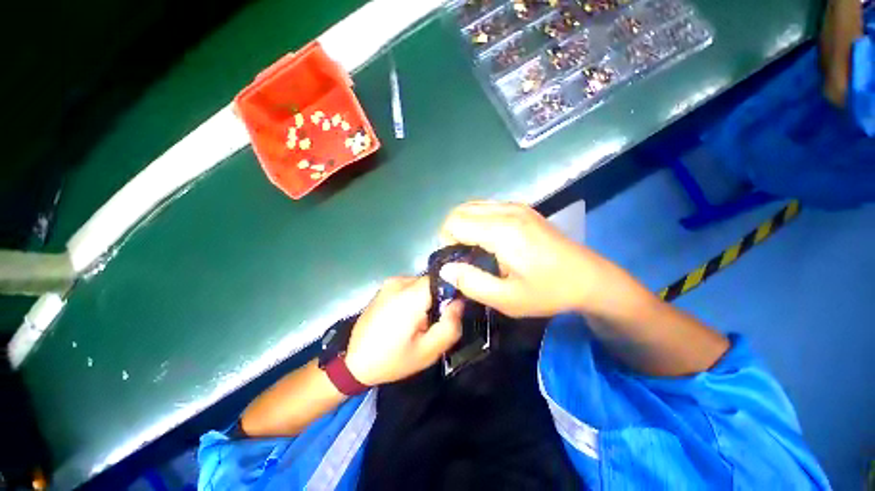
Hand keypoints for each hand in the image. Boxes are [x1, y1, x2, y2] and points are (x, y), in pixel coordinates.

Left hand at [344, 276, 462, 385]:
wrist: (354, 363)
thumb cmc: (393, 360)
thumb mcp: (428, 351)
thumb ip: (450, 325)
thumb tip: (459, 302)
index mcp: (410, 296)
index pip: (442, 278)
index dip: (451, 291)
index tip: (451, 309)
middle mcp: (399, 282)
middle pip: (431, 282)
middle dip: (438, 298)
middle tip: (434, 321)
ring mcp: (389, 283)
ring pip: (420, 284)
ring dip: (425, 298)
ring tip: (419, 321)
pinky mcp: (384, 287)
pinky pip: (408, 286)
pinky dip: (414, 297)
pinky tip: (406, 317)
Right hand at [438, 201, 609, 317]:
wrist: (589, 278)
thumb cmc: (548, 291)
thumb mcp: (507, 299)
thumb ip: (471, 283)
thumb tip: (446, 269)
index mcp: (501, 231)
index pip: (454, 223)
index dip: (446, 242)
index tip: (457, 263)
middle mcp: (506, 211)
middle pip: (460, 210)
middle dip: (452, 232)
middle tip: (464, 257)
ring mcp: (516, 206)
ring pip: (472, 206)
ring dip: (465, 225)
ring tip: (474, 249)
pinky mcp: (523, 208)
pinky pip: (487, 207)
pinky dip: (477, 220)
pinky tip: (489, 239)